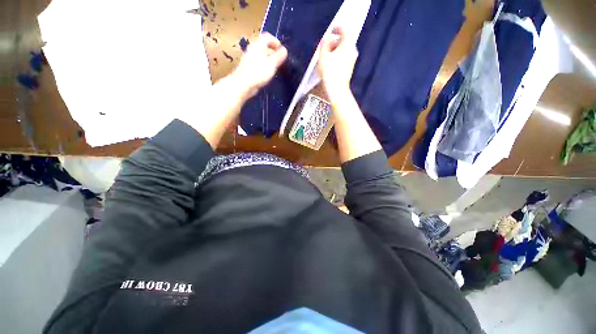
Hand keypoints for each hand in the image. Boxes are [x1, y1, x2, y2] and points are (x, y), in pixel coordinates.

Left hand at [231, 32, 287, 98]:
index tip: (282, 51)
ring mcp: (249, 58)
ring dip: (269, 59)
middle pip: (264, 45)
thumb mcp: (272, 64)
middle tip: (280, 60)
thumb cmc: (259, 72)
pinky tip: (267, 74)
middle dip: (273, 51)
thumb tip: (285, 50)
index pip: (268, 37)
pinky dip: (264, 65)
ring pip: (261, 54)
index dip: (276, 42)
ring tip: (275, 68)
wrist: (243, 84)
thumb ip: (279, 56)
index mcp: (258, 44)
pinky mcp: (248, 67)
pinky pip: (258, 62)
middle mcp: (252, 48)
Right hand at [317, 27, 358, 99]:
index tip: (331, 31)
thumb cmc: (330, 72)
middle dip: (334, 41)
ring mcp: (352, 60)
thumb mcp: (323, 56)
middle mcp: (353, 50)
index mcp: (347, 44)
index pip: (344, 30)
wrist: (337, 90)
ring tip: (326, 56)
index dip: (337, 28)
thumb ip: (324, 44)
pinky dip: (338, 57)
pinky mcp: (350, 68)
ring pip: (344, 50)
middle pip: (344, 41)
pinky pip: (344, 58)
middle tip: (325, 46)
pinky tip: (330, 64)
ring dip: (335, 50)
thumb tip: (326, 39)